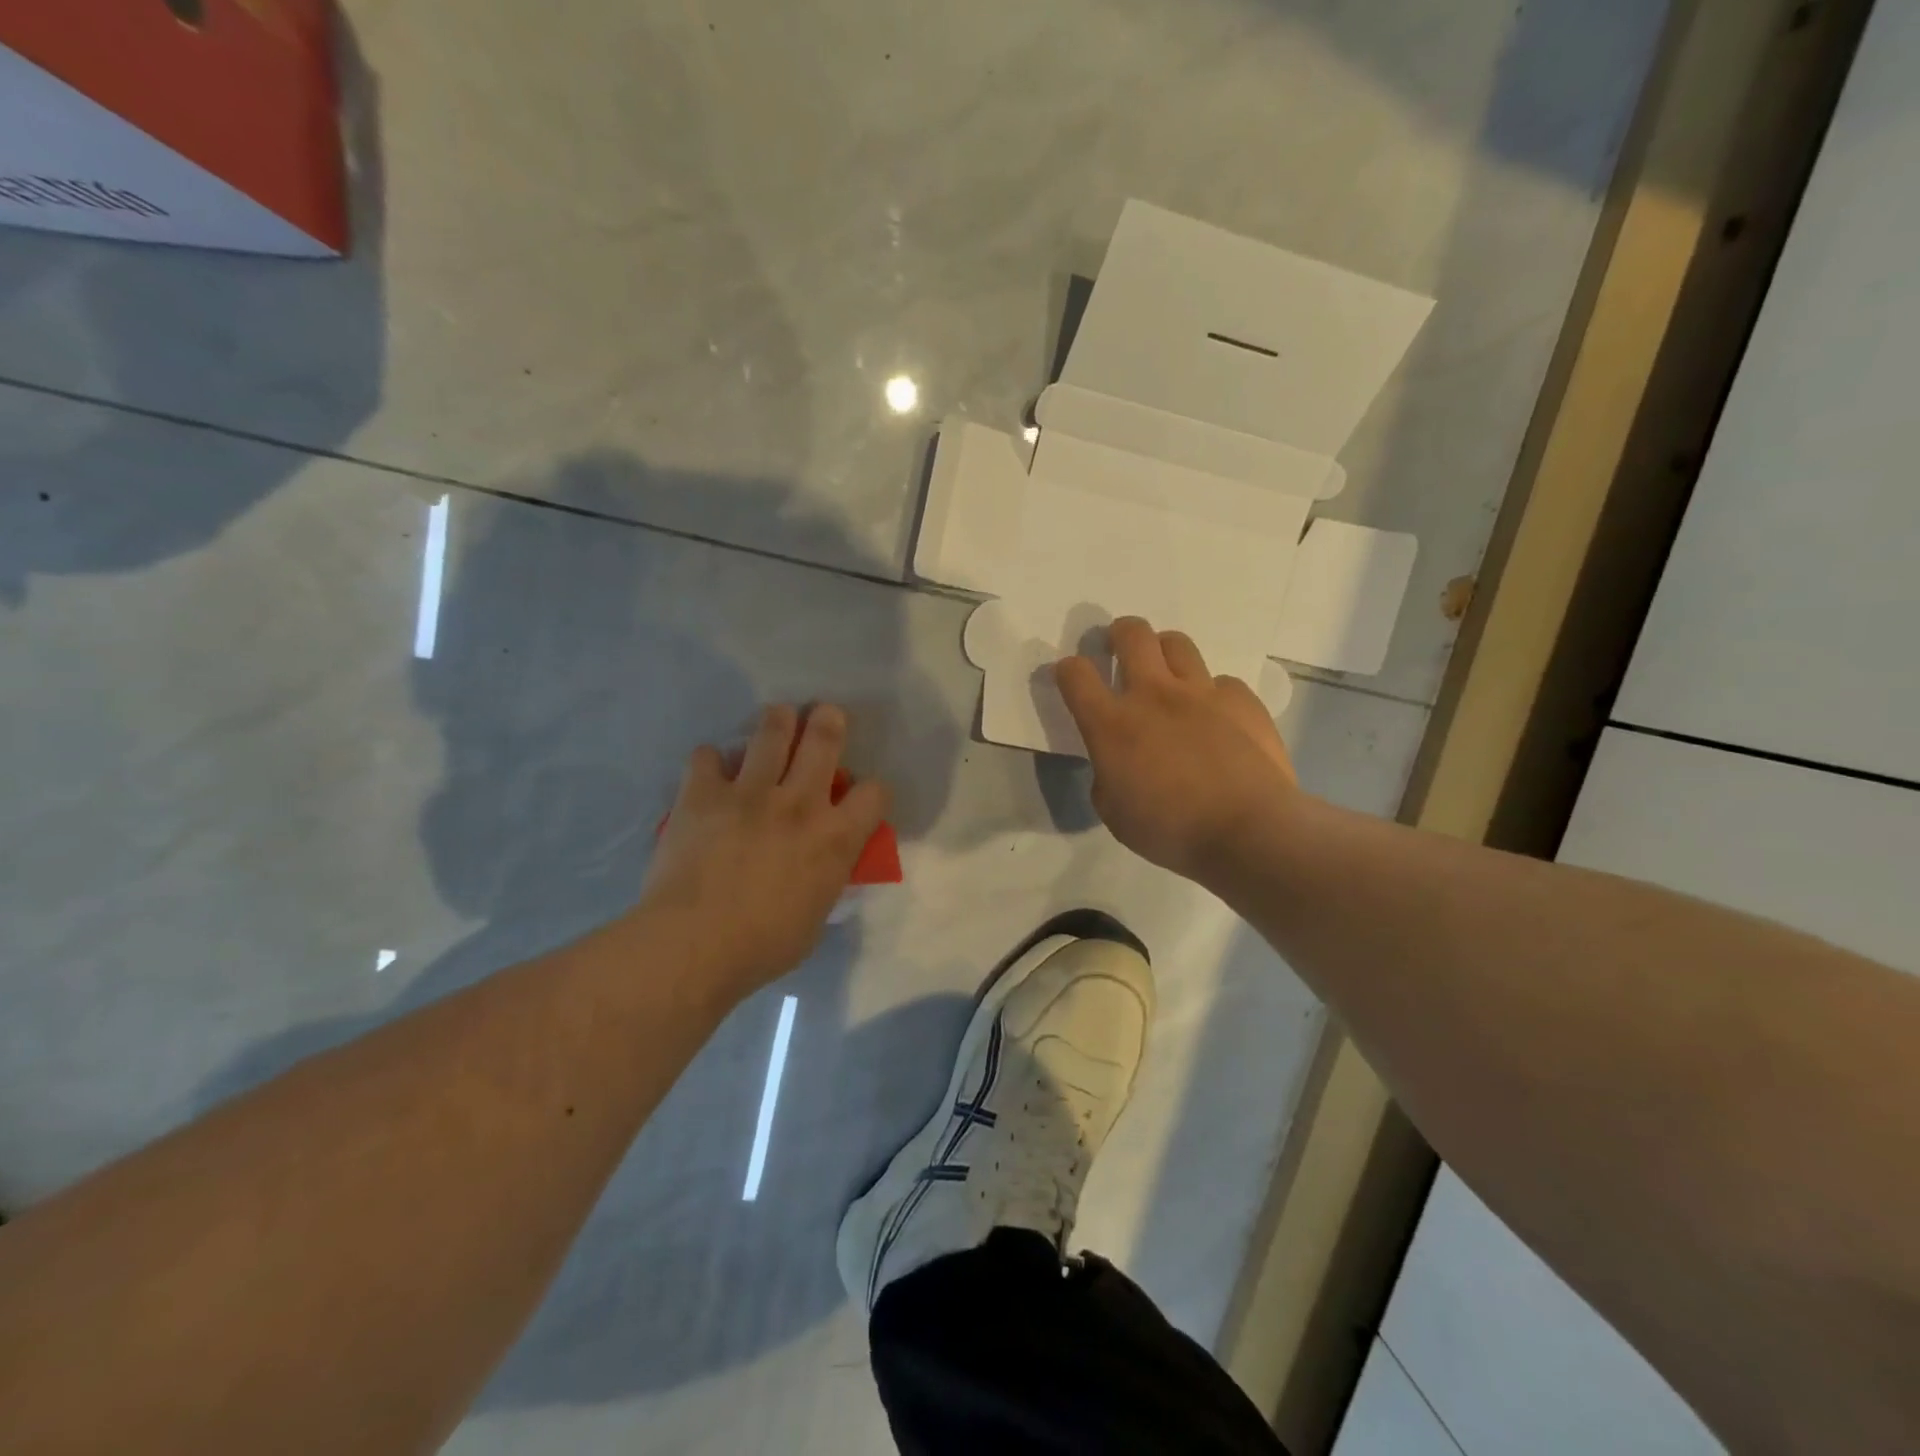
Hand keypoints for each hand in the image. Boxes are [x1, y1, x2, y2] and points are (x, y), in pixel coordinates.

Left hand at [640, 704, 889, 1004]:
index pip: (874, 792)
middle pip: (824, 738)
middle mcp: (799, 802)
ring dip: (778, 721)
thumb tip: (823, 866)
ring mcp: (749, 792)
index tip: (860, 795)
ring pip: (772, 731)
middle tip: (825, 715)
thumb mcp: (816, 917)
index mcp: (835, 837)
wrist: (694, 945)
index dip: (872, 789)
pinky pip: (707, 756)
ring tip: (778, 721)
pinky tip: (710, 773)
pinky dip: (711, 761)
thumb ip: (825, 878)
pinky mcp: (703, 793)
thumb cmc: (763, 946)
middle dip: (829, 719)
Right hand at [1056, 617, 1298, 883]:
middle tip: (1119, 649)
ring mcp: (1201, 692)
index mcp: (1112, 724)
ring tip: (1166, 674)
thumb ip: (1106, 776)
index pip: (1075, 675)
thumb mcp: (1114, 813)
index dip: (1067, 669)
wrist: (1248, 831)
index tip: (1070, 676)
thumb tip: (1116, 764)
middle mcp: (1154, 694)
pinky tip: (1216, 718)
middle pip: (1131, 634)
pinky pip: (1221, 682)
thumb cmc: (1171, 831)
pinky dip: (1211, 694)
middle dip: (1119, 634)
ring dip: (1164, 652)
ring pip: (1177, 643)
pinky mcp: (1242, 701)